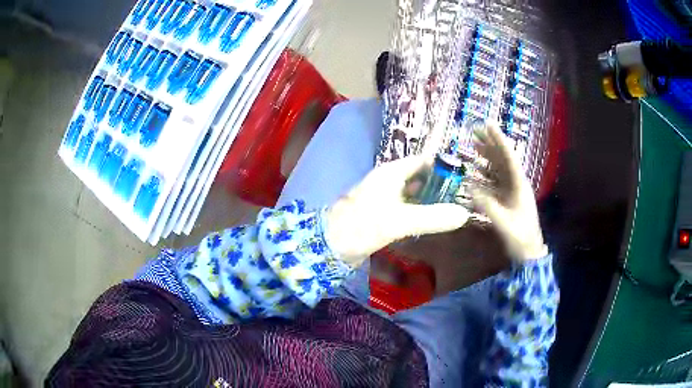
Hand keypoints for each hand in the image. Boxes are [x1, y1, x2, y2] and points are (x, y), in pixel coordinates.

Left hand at [325, 156, 470, 265]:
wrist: (330, 245)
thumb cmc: (362, 225)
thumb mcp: (399, 221)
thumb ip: (432, 217)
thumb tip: (464, 214)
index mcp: (391, 172)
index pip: (423, 160)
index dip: (443, 164)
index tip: (465, 173)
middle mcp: (389, 180)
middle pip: (419, 176)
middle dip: (440, 183)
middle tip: (465, 192)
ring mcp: (385, 197)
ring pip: (414, 193)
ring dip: (431, 198)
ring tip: (455, 205)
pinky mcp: (382, 214)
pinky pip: (407, 207)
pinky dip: (420, 211)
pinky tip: (433, 219)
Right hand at [472, 123, 547, 261]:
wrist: (528, 251)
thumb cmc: (520, 237)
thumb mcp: (504, 223)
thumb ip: (487, 206)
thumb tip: (469, 188)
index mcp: (519, 184)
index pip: (508, 157)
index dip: (498, 140)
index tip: (488, 124)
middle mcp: (515, 183)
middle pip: (502, 159)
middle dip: (490, 144)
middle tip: (476, 131)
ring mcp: (511, 191)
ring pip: (497, 168)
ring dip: (486, 156)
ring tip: (474, 145)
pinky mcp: (506, 199)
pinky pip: (494, 182)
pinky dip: (484, 174)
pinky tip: (475, 170)